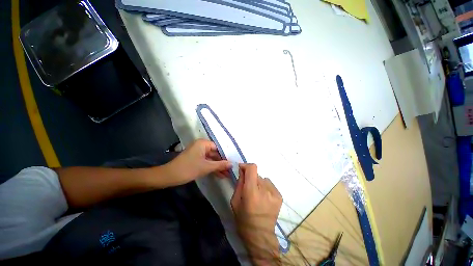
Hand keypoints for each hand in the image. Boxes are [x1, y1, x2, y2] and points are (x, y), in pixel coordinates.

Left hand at [163, 139, 231, 185]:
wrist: (169, 176)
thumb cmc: (188, 168)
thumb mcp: (206, 167)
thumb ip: (220, 165)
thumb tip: (232, 164)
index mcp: (203, 143)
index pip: (218, 148)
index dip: (226, 155)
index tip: (233, 162)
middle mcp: (201, 146)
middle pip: (215, 154)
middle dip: (222, 163)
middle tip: (231, 170)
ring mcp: (199, 153)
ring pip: (212, 159)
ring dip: (218, 167)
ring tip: (227, 174)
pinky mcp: (197, 159)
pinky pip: (207, 162)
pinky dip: (212, 168)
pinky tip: (220, 175)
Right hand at [231, 163, 281, 264]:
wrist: (260, 236)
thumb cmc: (244, 220)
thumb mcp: (235, 201)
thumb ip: (239, 183)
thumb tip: (242, 170)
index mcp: (252, 192)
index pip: (252, 168)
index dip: (246, 166)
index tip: (241, 169)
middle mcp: (265, 190)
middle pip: (257, 174)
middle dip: (250, 178)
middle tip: (248, 189)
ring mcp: (274, 193)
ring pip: (263, 179)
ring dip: (258, 183)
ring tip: (256, 195)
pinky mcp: (279, 196)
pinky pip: (269, 184)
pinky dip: (265, 187)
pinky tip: (263, 198)